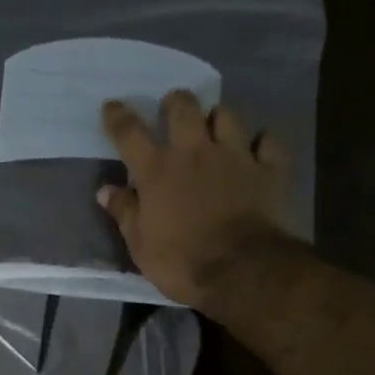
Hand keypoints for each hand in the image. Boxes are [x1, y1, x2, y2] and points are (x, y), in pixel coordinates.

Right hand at [97, 90, 294, 309]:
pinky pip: (268, 142)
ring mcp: (236, 156)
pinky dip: (262, 142)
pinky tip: (257, 148)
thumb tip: (106, 190)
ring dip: (217, 117)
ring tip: (214, 126)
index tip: (111, 106)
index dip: (117, 117)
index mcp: (157, 171)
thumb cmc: (181, 261)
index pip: (130, 133)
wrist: (242, 271)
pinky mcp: (269, 170)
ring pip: (227, 116)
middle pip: (184, 108)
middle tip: (172, 108)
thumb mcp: (140, 245)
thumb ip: (124, 212)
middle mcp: (195, 152)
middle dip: (175, 103)